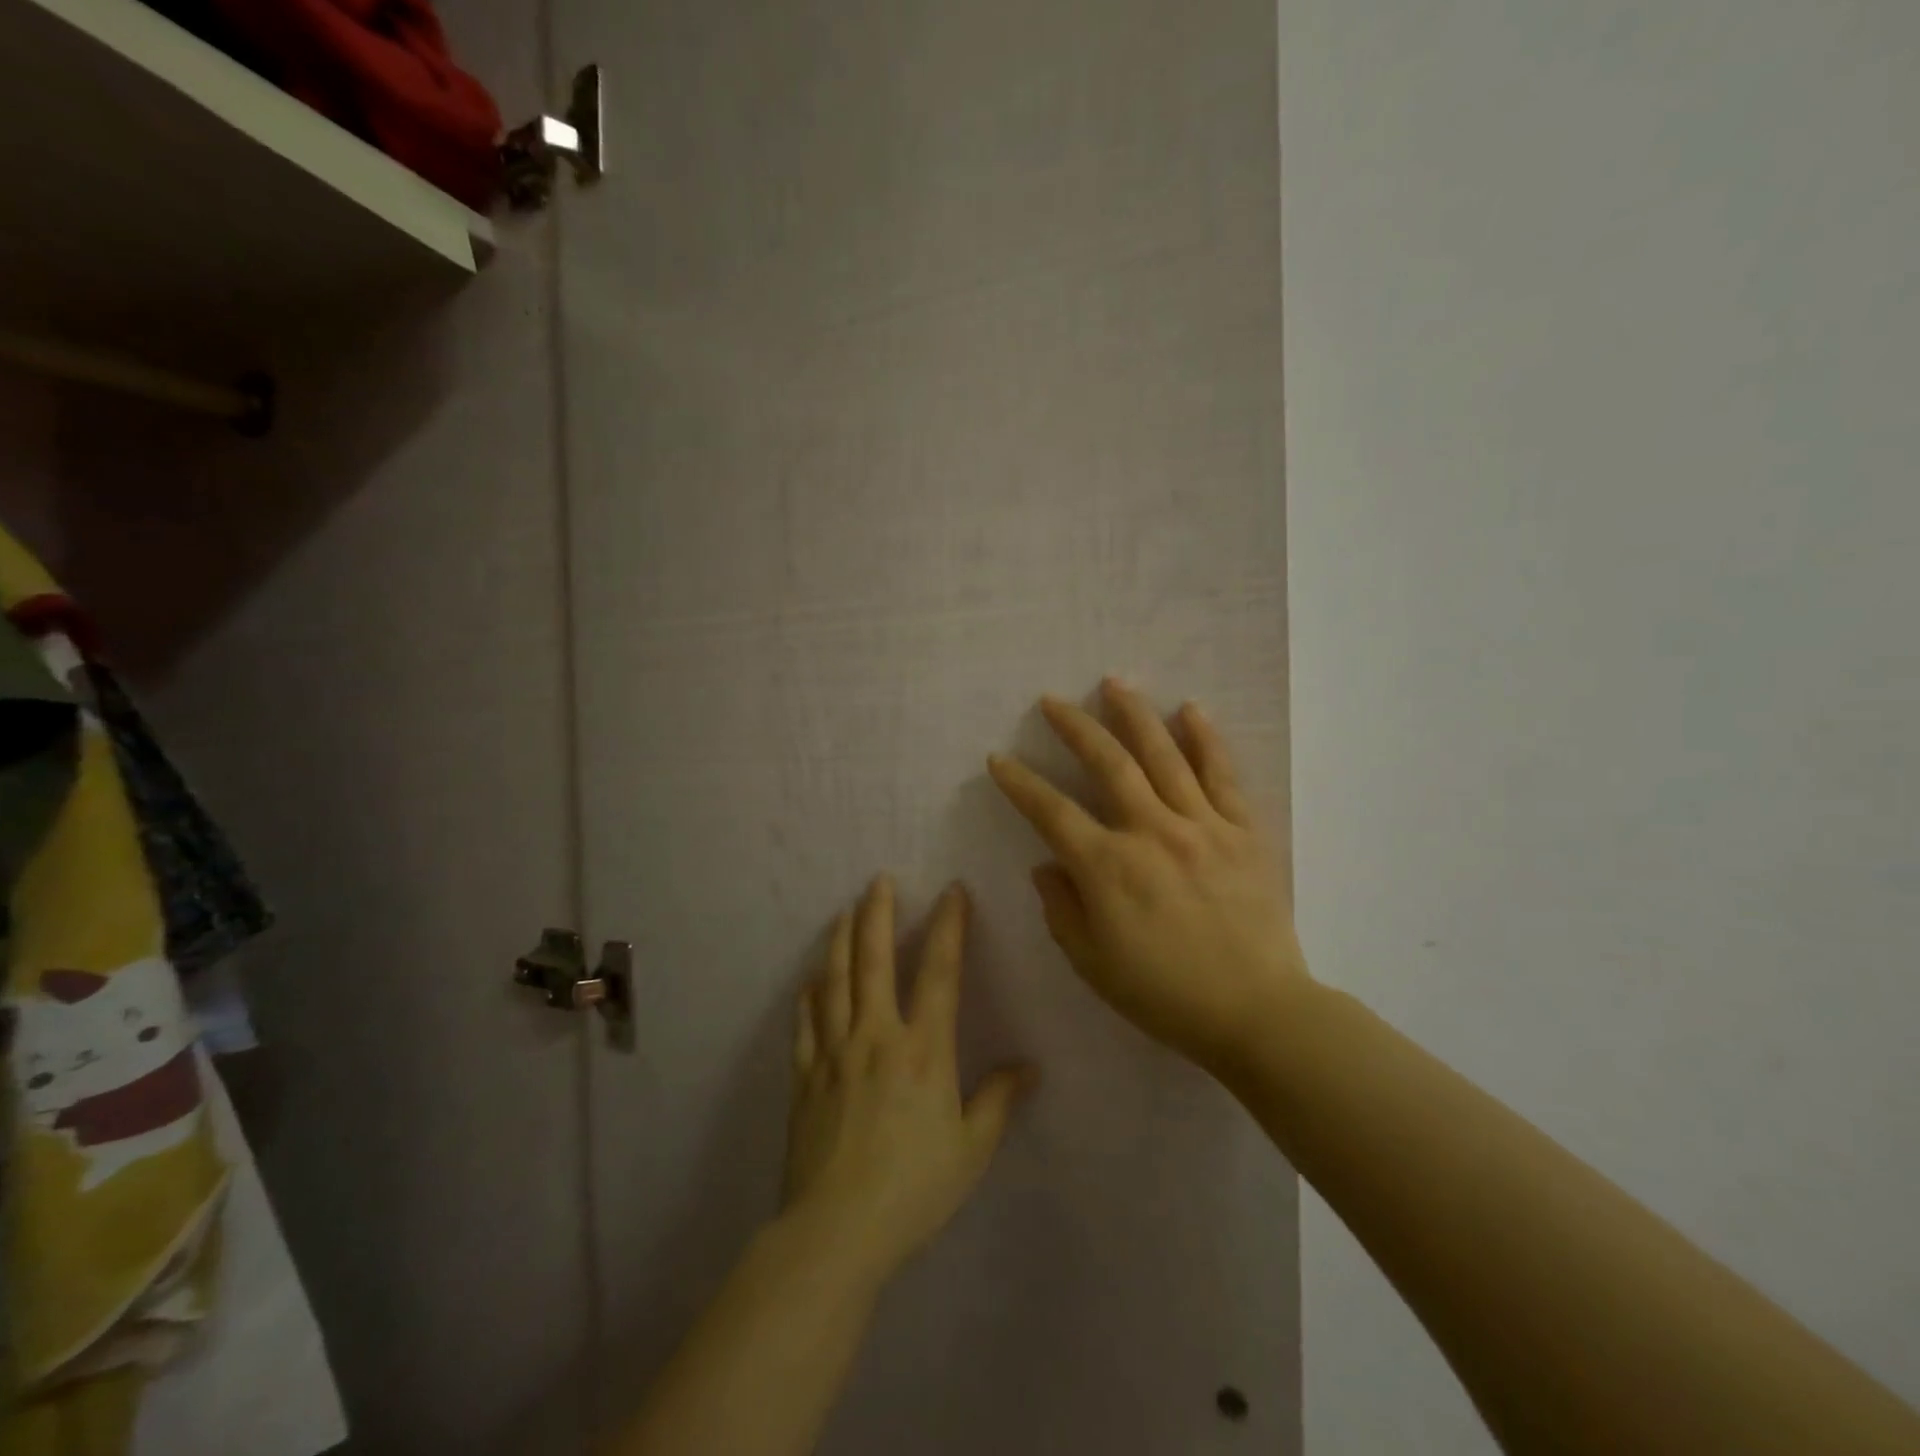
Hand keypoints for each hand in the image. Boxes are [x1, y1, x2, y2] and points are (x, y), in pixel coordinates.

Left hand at [782, 876, 1035, 1287]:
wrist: (836, 1232)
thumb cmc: (914, 1189)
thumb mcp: (971, 1149)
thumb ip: (998, 1101)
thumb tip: (1029, 1067)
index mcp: (923, 1048)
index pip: (939, 971)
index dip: (948, 926)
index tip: (952, 891)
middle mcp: (877, 1036)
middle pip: (874, 960)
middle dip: (878, 914)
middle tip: (878, 880)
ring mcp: (834, 1053)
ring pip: (834, 981)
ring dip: (839, 941)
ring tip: (843, 911)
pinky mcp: (805, 1077)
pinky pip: (805, 1025)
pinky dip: (809, 997)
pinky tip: (810, 982)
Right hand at [987, 679, 1311, 1072]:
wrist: (1257, 1014)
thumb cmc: (1165, 996)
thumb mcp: (1093, 964)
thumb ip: (1062, 909)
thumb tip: (1047, 865)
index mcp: (1108, 868)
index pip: (1051, 812)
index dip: (1020, 783)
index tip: (998, 758)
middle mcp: (1151, 832)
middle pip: (1108, 764)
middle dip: (1075, 727)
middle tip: (1053, 700)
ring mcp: (1202, 826)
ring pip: (1163, 756)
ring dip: (1134, 715)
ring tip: (1114, 682)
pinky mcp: (1243, 832)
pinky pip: (1222, 776)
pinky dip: (1206, 740)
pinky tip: (1191, 710)